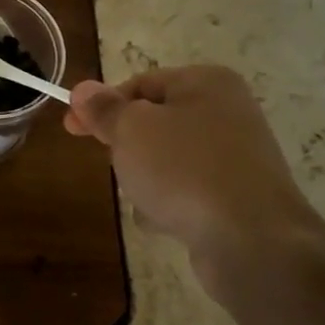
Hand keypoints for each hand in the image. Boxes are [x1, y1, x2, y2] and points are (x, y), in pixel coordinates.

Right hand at [63, 65, 324, 270]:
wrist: (252, 241)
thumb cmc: (184, 169)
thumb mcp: (130, 130)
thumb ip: (104, 109)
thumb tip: (84, 89)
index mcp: (205, 83)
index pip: (139, 84)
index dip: (101, 106)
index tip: (71, 128)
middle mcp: (227, 112)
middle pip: (153, 122)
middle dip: (127, 146)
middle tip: (116, 165)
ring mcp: (236, 156)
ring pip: (166, 159)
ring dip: (145, 178)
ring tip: (145, 198)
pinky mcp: (238, 196)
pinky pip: (187, 190)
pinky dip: (170, 203)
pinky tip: (166, 221)